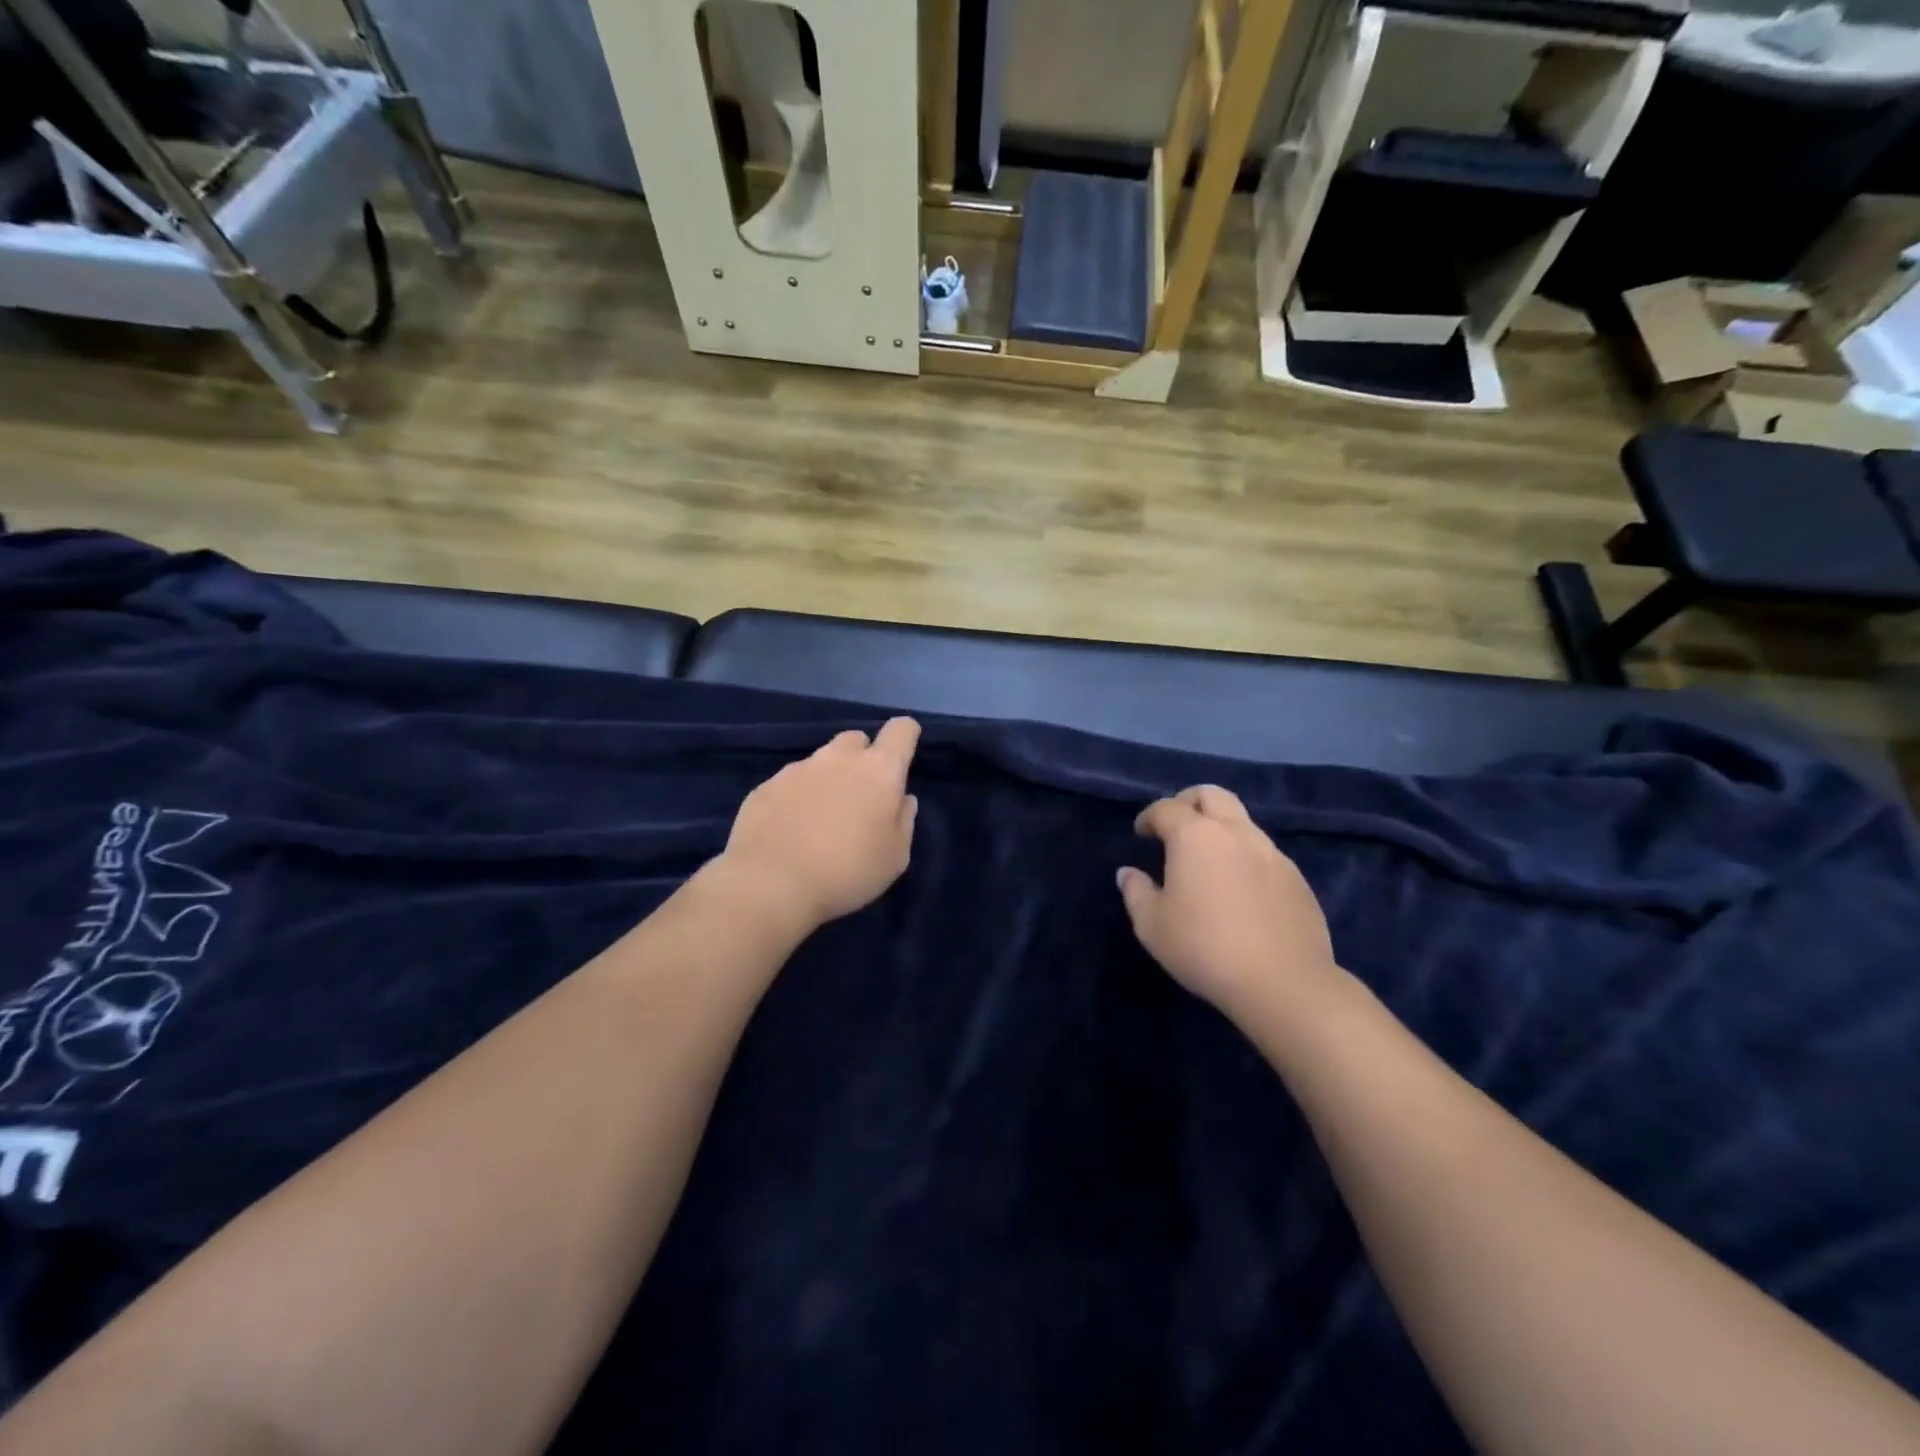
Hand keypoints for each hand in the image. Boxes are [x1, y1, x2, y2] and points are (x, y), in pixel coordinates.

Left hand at [716, 718, 921, 931]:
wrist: (769, 883)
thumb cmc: (846, 872)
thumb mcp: (895, 858)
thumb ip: (904, 821)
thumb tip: (903, 799)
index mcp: (879, 771)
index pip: (901, 730)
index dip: (906, 736)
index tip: (902, 758)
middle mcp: (838, 759)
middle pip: (857, 739)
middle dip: (863, 758)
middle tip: (860, 796)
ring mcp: (798, 768)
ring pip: (822, 760)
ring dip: (828, 777)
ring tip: (821, 817)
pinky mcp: (766, 785)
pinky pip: (790, 782)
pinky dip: (797, 796)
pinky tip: (791, 828)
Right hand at [1118, 785, 1339, 1022]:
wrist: (1283, 983)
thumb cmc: (1204, 948)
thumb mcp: (1152, 925)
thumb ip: (1136, 892)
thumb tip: (1128, 873)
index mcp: (1195, 836)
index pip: (1166, 808)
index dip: (1149, 816)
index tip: (1141, 834)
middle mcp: (1235, 833)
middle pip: (1211, 795)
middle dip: (1188, 802)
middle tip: (1175, 827)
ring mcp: (1272, 853)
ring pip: (1242, 821)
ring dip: (1220, 829)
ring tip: (1207, 861)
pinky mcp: (1296, 878)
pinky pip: (1263, 852)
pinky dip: (1244, 856)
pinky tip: (1238, 889)